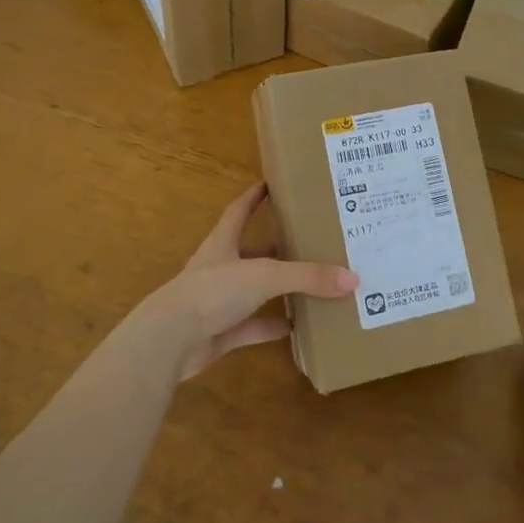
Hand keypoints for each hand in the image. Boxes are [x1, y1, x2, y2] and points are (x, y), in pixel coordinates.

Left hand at [140, 182, 355, 378]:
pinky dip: (272, 326)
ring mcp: (218, 302)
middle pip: (251, 252)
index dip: (254, 196)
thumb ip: (307, 277)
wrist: (171, 340)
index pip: (239, 210)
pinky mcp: (220, 332)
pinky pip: (253, 326)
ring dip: (278, 289)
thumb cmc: (213, 291)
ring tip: (312, 284)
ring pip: (254, 291)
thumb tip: (352, 279)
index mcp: (223, 243)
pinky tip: (297, 327)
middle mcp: (220, 268)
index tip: (272, 183)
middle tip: (309, 240)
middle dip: (276, 247)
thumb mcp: (265, 276)